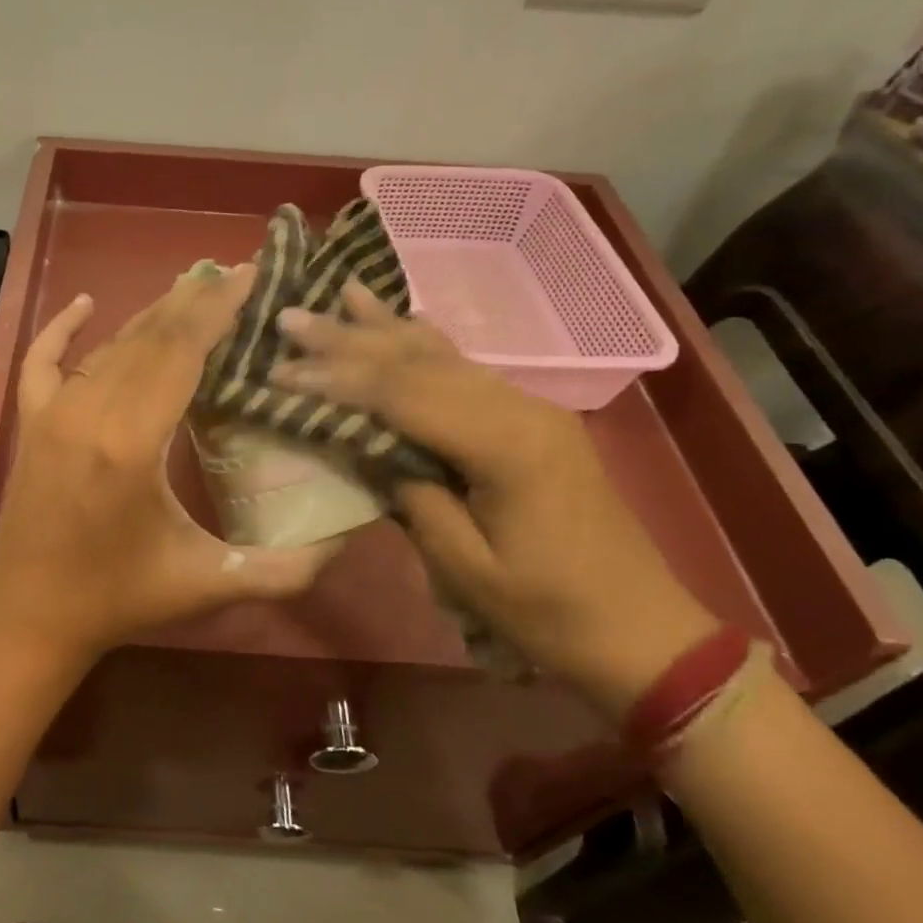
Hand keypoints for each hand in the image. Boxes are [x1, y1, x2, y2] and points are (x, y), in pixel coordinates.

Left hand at [0, 267, 334, 661]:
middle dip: (196, 301)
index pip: (181, 351)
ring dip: (152, 315)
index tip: (251, 275)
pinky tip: (83, 304)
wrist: (32, 616)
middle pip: (149, 337)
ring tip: (193, 290)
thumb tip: (347, 539)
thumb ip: (286, 569)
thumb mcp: (210, 584)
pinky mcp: (30, 424)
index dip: (218, 309)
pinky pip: (41, 361)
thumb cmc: (121, 599)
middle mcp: (89, 411)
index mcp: (132, 441)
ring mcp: (52, 413)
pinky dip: (61, 329)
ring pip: (109, 345)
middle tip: (236, 274)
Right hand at [274, 283, 716, 716]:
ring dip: (386, 328)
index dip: (338, 380)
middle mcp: (519, 410)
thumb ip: (414, 499)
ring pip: (445, 357)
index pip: (403, 395)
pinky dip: (426, 345)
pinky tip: (407, 320)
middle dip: (350, 339)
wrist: (642, 631)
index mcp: (505, 446)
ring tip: (342, 291)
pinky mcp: (532, 422)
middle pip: (420, 363)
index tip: (281, 369)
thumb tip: (373, 450)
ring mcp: (531, 410)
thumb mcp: (467, 568)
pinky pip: (467, 372)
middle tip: (292, 315)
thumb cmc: (549, 612)